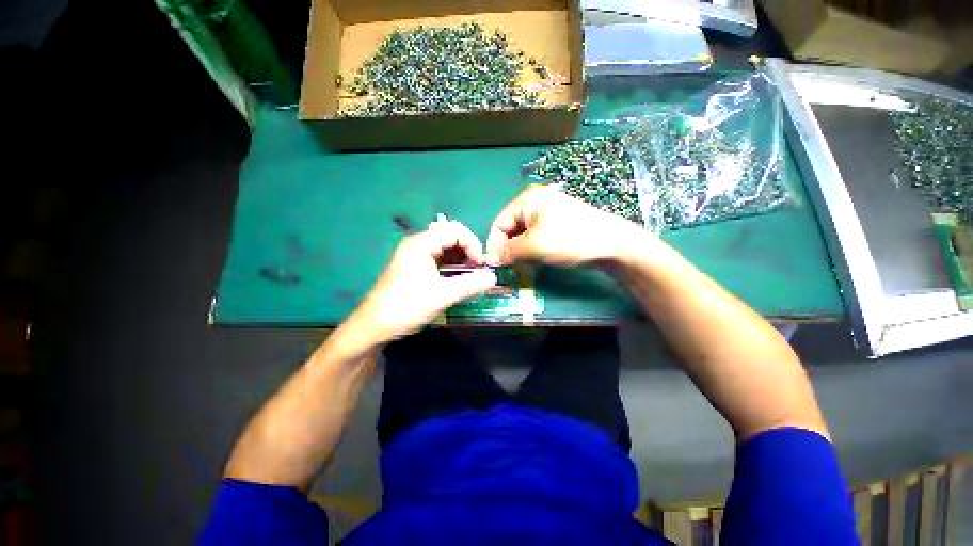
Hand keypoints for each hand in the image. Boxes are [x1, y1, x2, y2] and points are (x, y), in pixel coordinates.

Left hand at [350, 219, 496, 342]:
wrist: (374, 326)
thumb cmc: (406, 307)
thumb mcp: (441, 295)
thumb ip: (469, 284)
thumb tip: (493, 278)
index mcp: (421, 243)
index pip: (455, 230)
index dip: (473, 244)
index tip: (481, 265)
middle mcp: (419, 244)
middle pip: (451, 237)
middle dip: (469, 251)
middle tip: (478, 270)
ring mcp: (416, 255)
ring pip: (447, 249)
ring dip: (462, 259)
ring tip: (472, 275)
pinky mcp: (416, 267)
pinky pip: (440, 259)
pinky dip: (453, 266)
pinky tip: (460, 278)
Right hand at [486, 185, 647, 267]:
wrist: (612, 244)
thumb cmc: (569, 239)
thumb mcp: (534, 246)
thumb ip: (508, 252)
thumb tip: (490, 259)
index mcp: (528, 200)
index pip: (500, 222)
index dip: (494, 244)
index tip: (492, 264)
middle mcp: (535, 204)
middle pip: (511, 229)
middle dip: (507, 249)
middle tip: (506, 268)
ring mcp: (547, 215)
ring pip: (523, 236)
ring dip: (518, 252)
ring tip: (519, 267)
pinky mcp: (556, 227)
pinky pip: (535, 239)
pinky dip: (530, 251)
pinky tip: (532, 262)